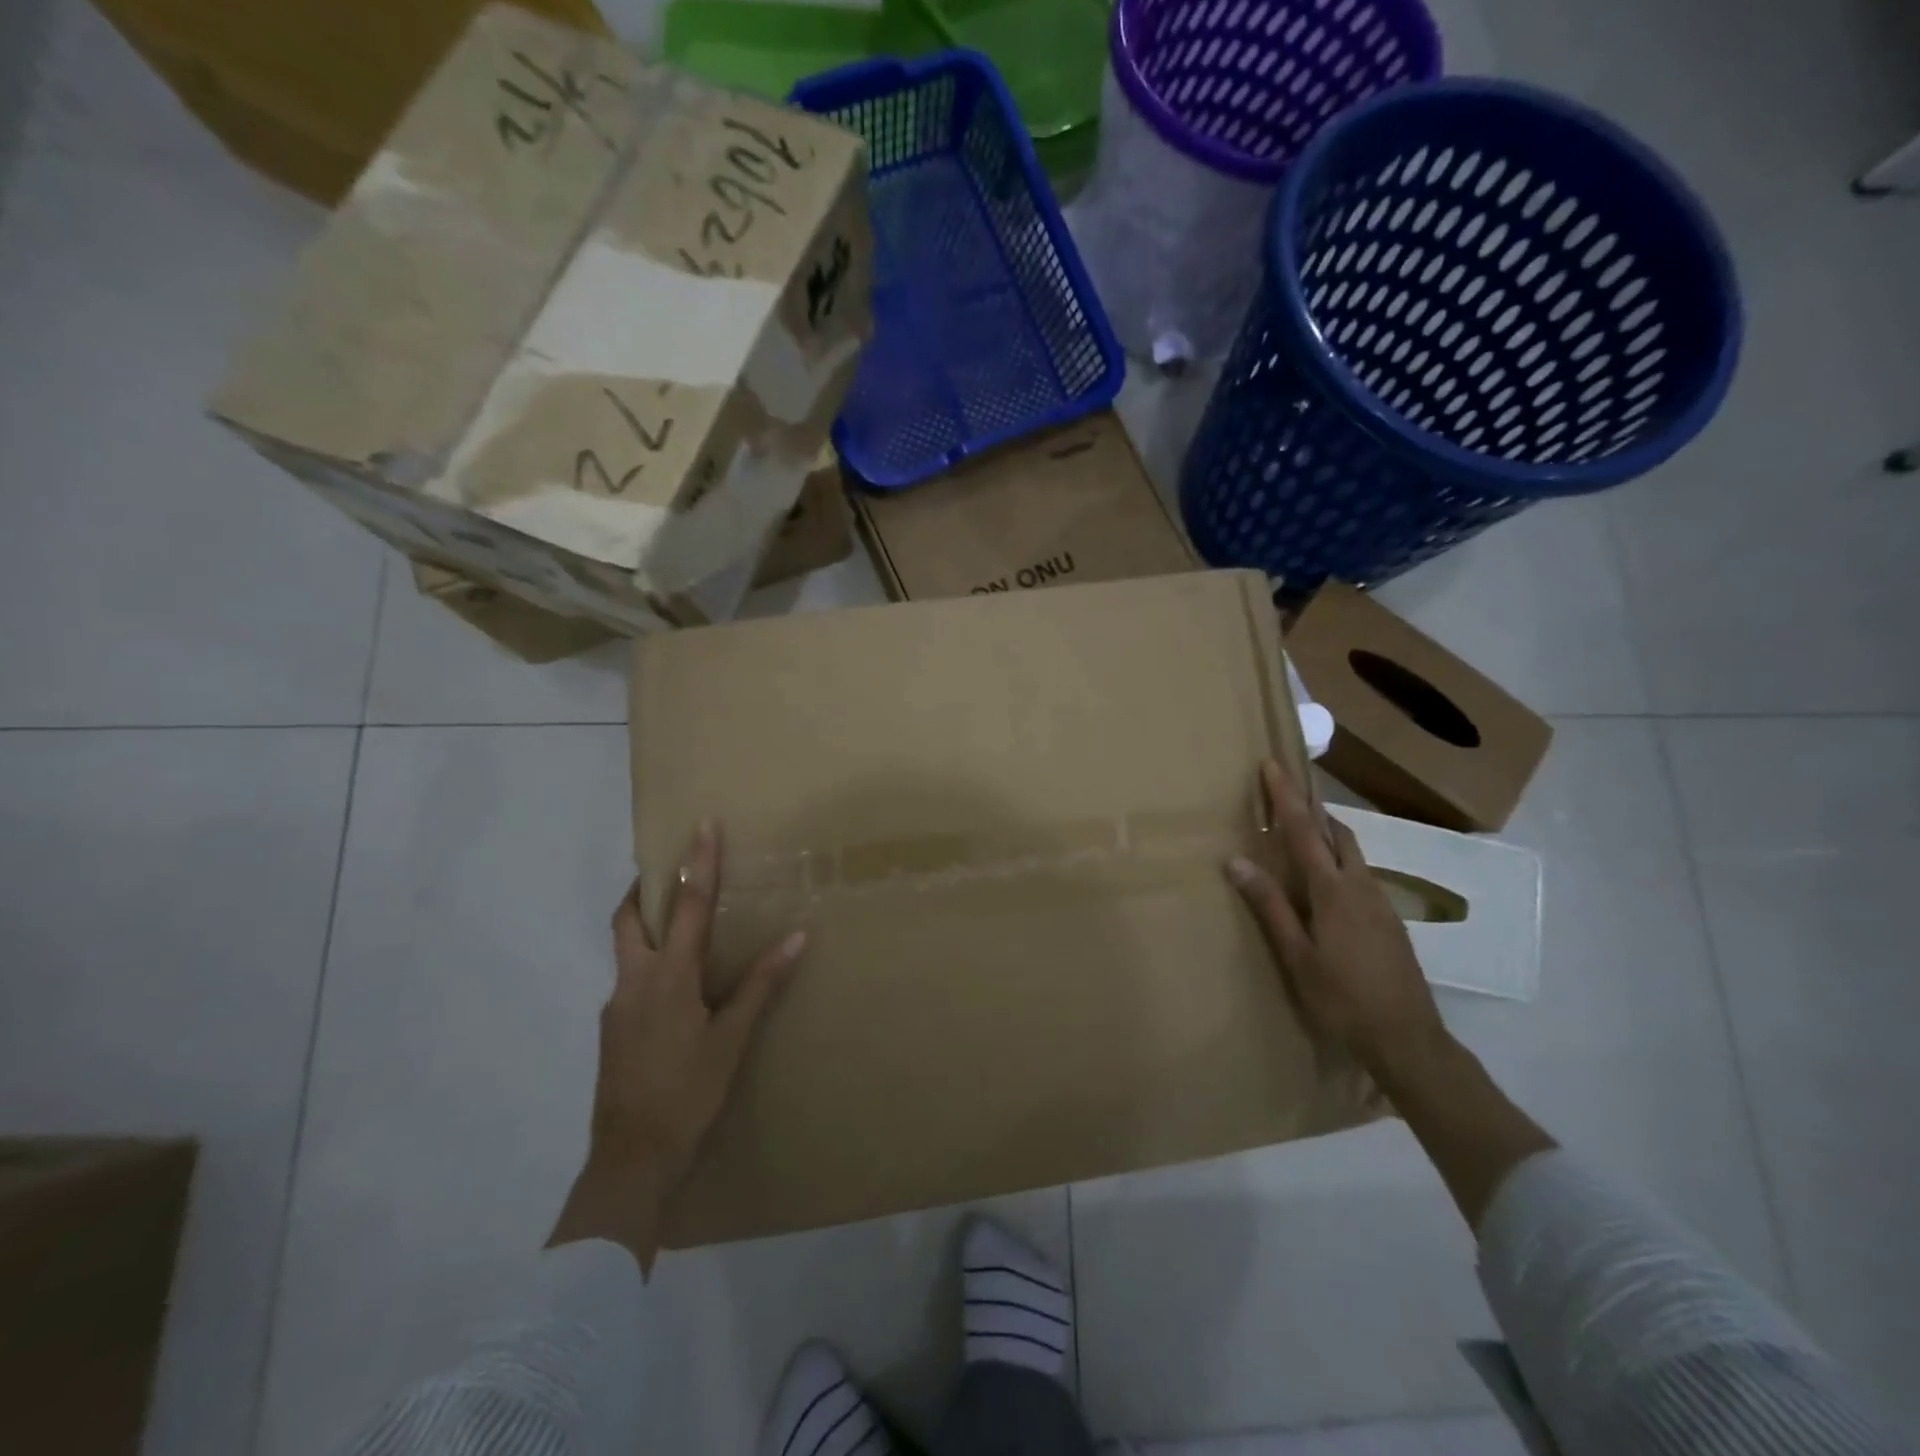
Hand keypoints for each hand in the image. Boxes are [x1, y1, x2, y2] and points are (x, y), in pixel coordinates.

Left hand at [551, 819, 805, 1267]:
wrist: (631, 1160)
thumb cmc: (689, 1093)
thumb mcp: (731, 1039)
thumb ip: (760, 985)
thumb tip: (797, 938)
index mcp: (668, 977)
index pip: (688, 906)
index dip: (698, 864)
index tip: (702, 825)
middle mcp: (634, 981)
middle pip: (628, 919)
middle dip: (644, 890)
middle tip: (670, 873)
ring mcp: (616, 1006)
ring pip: (625, 950)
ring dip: (646, 928)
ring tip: (680, 929)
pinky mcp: (611, 1030)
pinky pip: (629, 980)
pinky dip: (649, 965)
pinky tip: (674, 991)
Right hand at [1226, 761, 1447, 1078]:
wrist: (1408, 1038)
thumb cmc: (1341, 998)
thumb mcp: (1296, 955)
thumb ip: (1269, 905)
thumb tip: (1236, 861)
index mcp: (1332, 891)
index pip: (1304, 831)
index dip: (1285, 797)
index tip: (1272, 764)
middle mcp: (1360, 886)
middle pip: (1337, 832)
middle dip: (1311, 807)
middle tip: (1285, 792)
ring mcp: (1380, 902)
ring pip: (1353, 851)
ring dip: (1327, 831)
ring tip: (1303, 828)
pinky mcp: (1389, 920)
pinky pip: (1360, 872)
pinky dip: (1339, 857)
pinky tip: (1326, 879)